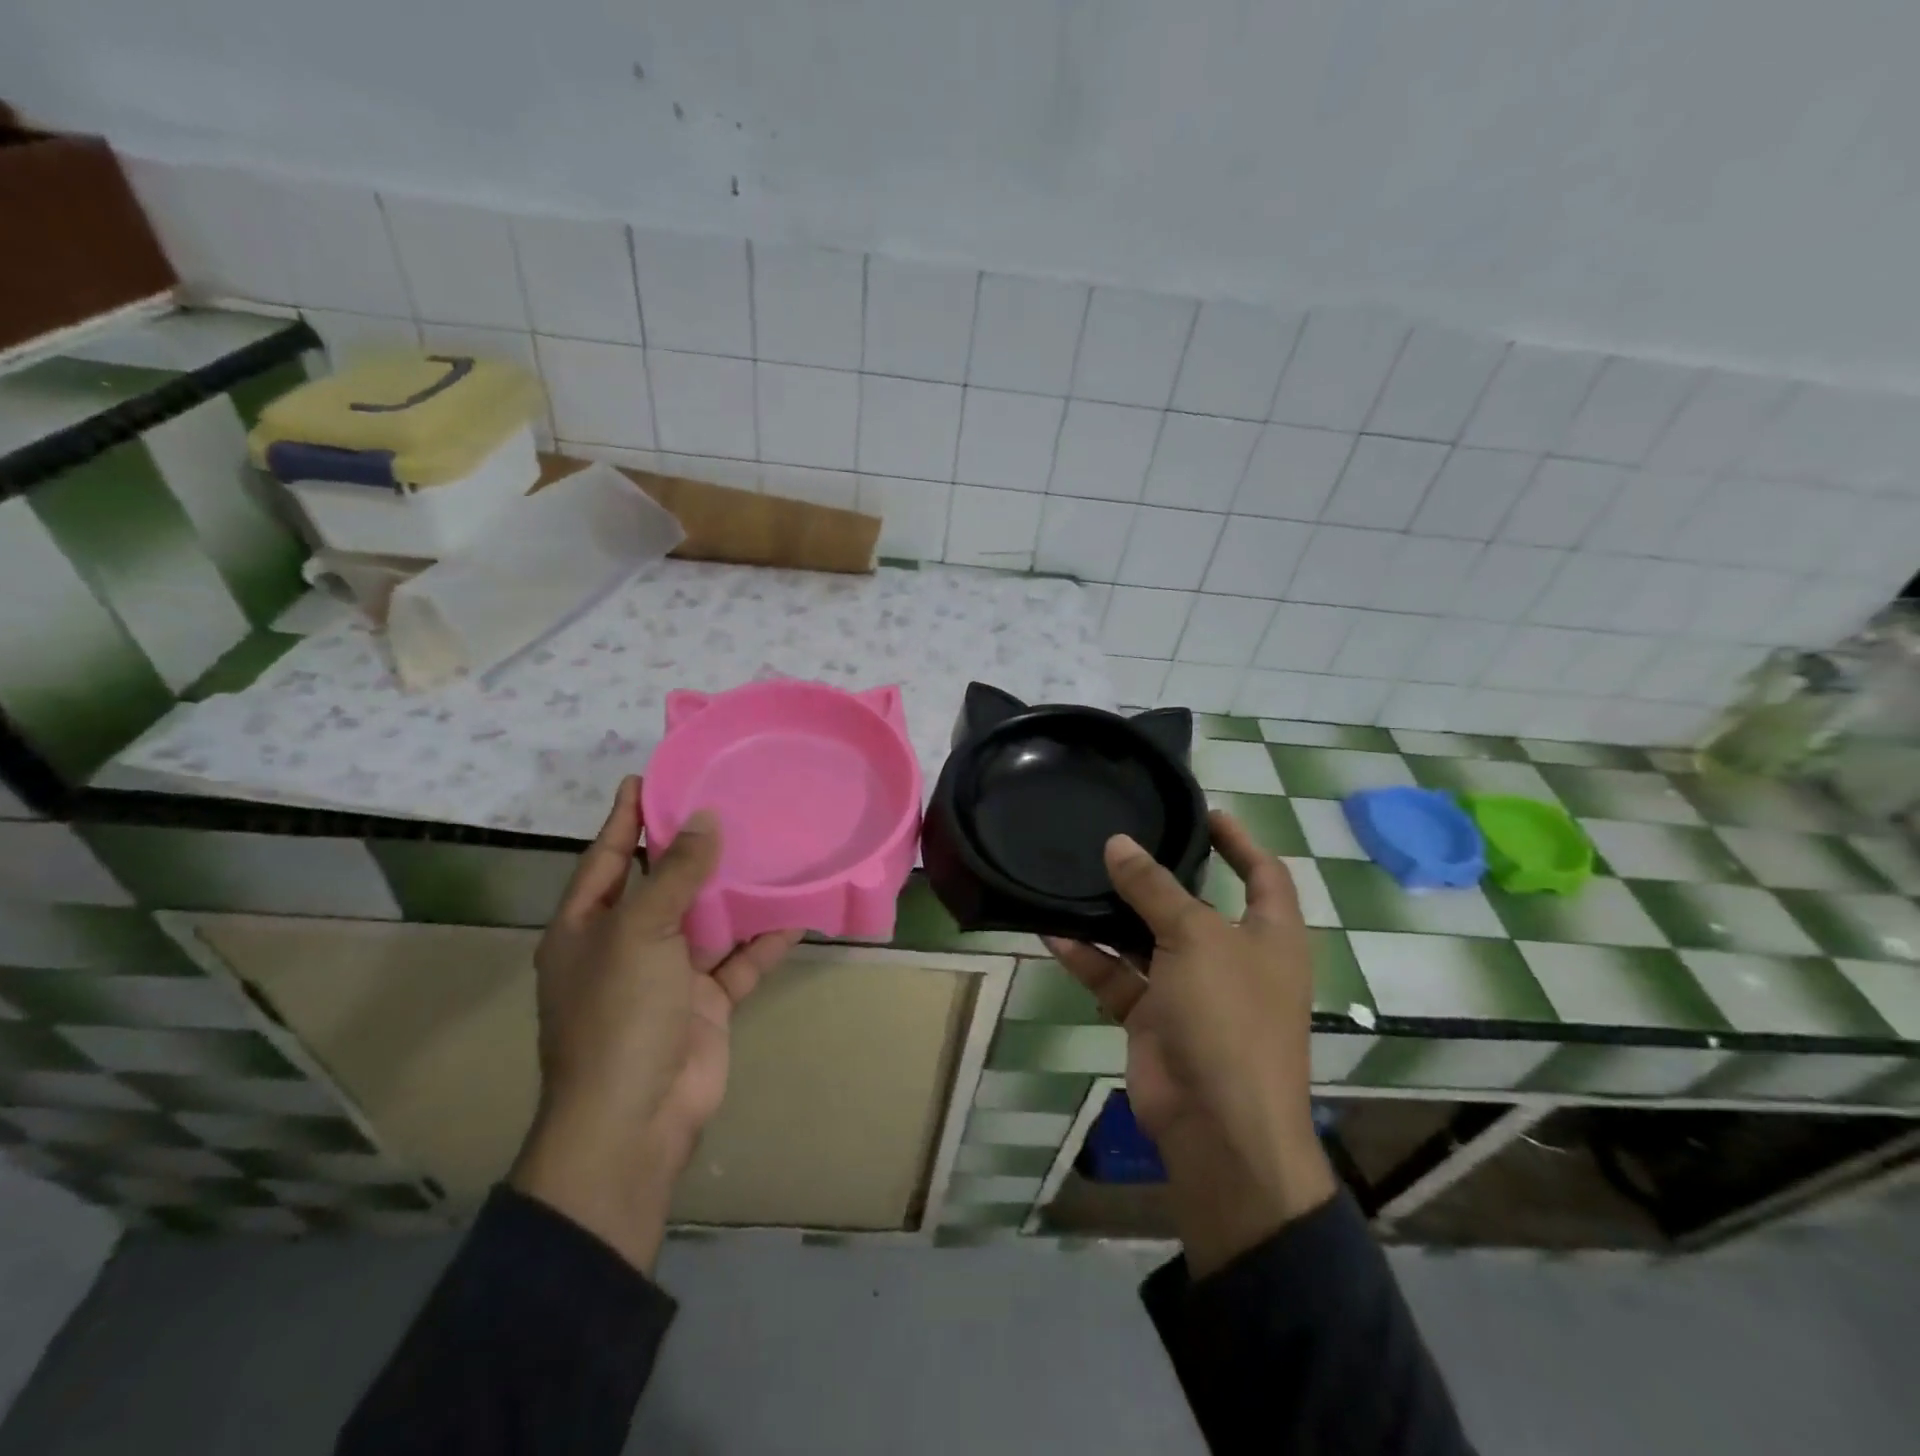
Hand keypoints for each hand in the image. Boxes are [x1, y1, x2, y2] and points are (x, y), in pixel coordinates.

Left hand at [510, 776, 800, 1270]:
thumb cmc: (619, 1015)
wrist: (636, 1120)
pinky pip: (740, 959)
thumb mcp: (639, 933)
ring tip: (770, 844)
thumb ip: (674, 875)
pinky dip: (766, 938)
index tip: (650, 776)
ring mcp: (668, 975)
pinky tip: (798, 911)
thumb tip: (705, 820)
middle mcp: (626, 945)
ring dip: (736, 891)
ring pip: (708, 919)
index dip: (626, 816)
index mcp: (587, 926)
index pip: (608, 855)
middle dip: (692, 848)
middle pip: (662, 883)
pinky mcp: (707, 1001)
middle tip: (729, 801)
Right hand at [1046, 812, 1336, 1276]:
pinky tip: (1053, 932)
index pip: (1263, 873)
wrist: (1218, 1126)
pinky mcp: (1154, 1019)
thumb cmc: (1229, 1016)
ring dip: (1113, 916)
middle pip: (1194, 904)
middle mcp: (1232, 958)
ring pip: (1147, 940)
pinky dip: (1090, 959)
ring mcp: (1191, 991)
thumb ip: (1154, 889)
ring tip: (1074, 877)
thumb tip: (1119, 843)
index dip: (1239, 840)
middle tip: (1118, 838)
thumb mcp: (1195, 938)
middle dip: (1159, 876)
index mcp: (1269, 936)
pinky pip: (1118, 978)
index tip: (1203, 811)